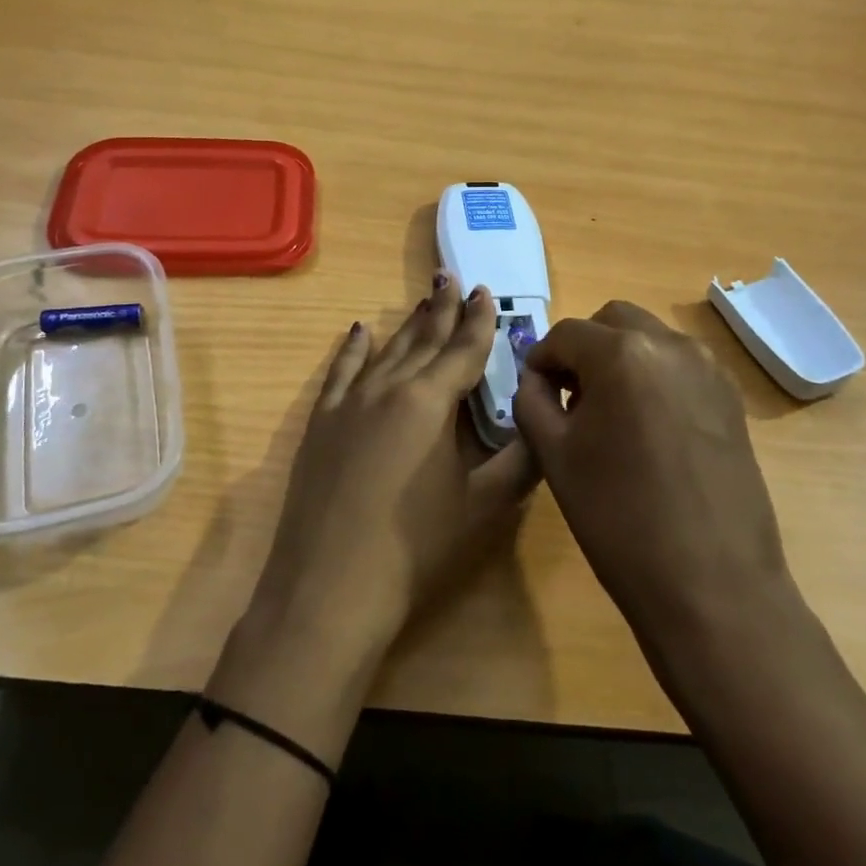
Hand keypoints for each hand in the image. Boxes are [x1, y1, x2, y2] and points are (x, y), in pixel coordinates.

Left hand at [247, 274, 539, 662]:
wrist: (329, 587)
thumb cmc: (416, 549)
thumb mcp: (483, 506)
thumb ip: (520, 461)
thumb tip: (544, 425)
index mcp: (430, 401)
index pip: (464, 349)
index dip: (480, 321)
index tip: (488, 292)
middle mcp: (389, 387)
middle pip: (424, 339)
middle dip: (444, 309)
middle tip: (455, 279)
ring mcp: (349, 402)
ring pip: (387, 349)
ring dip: (409, 324)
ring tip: (424, 299)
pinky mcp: (321, 422)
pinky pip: (341, 371)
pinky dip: (354, 348)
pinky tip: (360, 330)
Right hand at [512, 301, 792, 646]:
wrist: (711, 584)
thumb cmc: (618, 518)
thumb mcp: (554, 456)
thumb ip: (532, 401)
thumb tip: (537, 379)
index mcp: (623, 354)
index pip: (566, 334)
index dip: (540, 359)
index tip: (533, 392)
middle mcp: (671, 345)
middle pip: (613, 322)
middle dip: (583, 348)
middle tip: (568, 395)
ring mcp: (709, 369)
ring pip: (650, 339)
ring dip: (620, 359)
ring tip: (608, 414)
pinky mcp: (731, 398)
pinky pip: (680, 366)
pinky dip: (653, 377)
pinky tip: (646, 428)